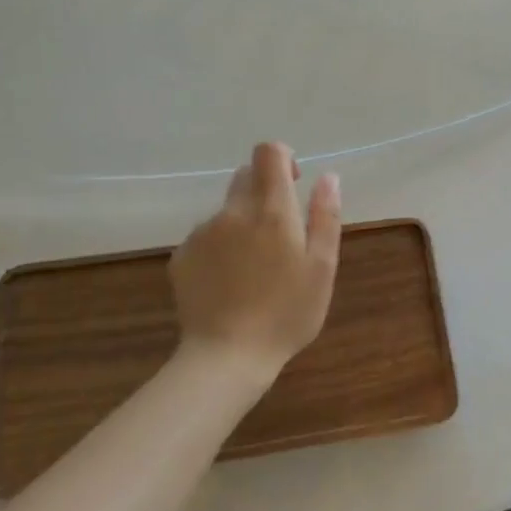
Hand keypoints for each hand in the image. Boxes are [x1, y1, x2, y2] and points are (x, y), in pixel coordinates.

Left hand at [170, 142, 341, 376]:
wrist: (226, 357)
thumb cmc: (286, 314)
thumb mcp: (322, 268)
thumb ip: (325, 216)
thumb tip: (328, 177)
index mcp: (271, 210)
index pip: (269, 153)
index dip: (283, 158)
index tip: (294, 183)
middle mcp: (233, 212)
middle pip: (246, 176)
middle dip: (264, 191)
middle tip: (280, 235)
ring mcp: (203, 233)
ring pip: (227, 211)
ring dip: (242, 223)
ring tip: (254, 268)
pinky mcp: (182, 256)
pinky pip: (206, 237)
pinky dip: (220, 248)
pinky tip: (229, 283)